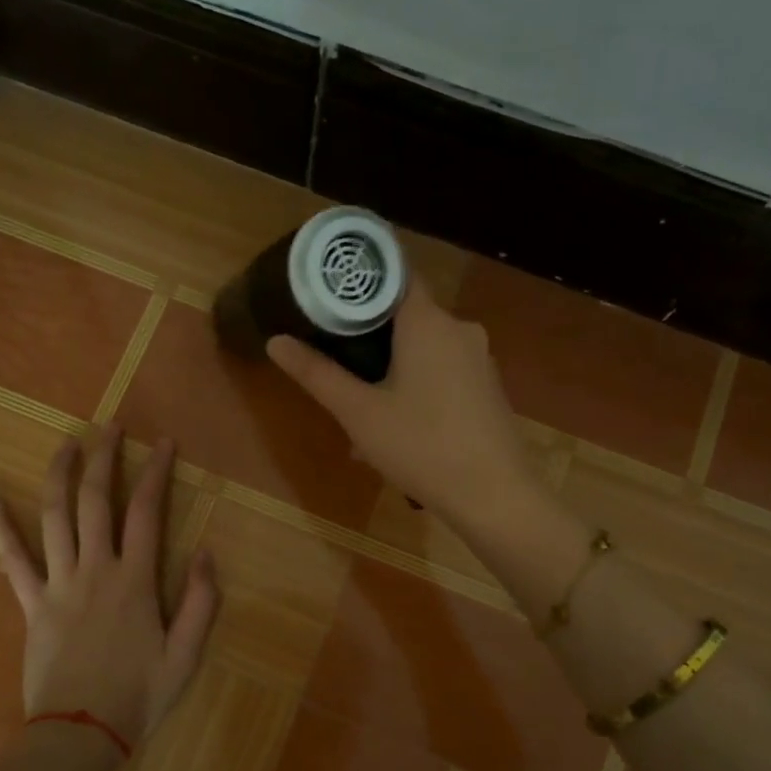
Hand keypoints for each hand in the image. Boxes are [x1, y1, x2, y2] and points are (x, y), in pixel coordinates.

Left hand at [0, 425, 218, 747]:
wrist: (79, 736)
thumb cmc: (138, 697)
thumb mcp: (187, 656)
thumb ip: (201, 602)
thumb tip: (204, 551)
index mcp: (135, 581)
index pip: (147, 512)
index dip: (156, 473)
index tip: (162, 443)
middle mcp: (95, 570)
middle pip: (95, 501)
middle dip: (104, 458)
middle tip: (111, 428)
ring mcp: (57, 584)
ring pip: (55, 516)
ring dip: (60, 474)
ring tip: (67, 443)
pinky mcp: (31, 604)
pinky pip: (12, 559)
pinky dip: (0, 525)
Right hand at [267, 284, 539, 529]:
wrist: (495, 495)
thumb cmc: (421, 445)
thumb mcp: (358, 412)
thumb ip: (317, 373)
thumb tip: (275, 341)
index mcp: (428, 321)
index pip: (394, 274)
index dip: (360, 281)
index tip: (329, 296)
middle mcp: (459, 329)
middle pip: (406, 316)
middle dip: (370, 338)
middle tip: (337, 364)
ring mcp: (479, 359)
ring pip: (424, 349)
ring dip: (392, 370)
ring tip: (362, 410)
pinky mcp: (487, 387)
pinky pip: (443, 373)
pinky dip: (417, 387)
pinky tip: (398, 428)